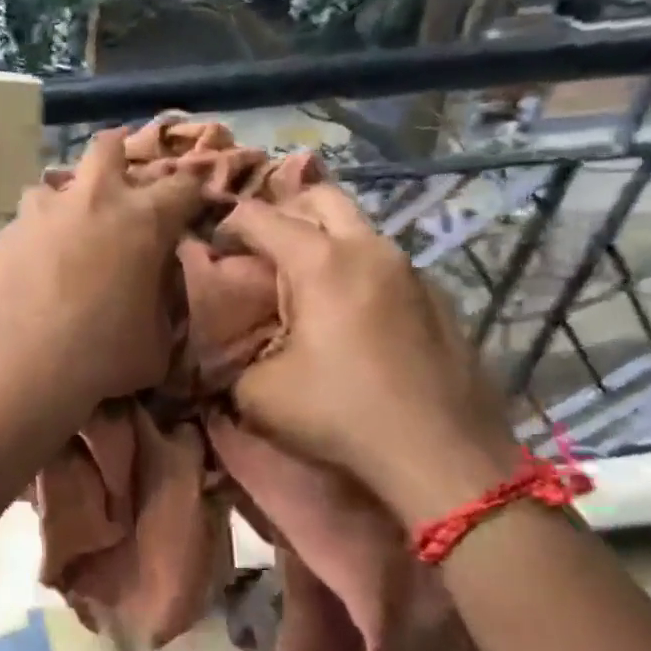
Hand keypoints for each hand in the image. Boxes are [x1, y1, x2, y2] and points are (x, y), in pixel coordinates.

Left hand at [0, 128, 202, 418]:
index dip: (191, 192)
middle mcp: (91, 200)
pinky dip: (33, 237)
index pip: (184, 183)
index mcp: (143, 219)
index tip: (189, 207)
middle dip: (118, 156)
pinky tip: (30, 268)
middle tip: (119, 186)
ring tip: (66, 234)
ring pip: (54, 186)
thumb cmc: (101, 357)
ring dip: (66, 202)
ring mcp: (40, 213)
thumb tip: (153, 293)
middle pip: (108, 147)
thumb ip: (161, 304)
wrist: (21, 369)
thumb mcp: (156, 341)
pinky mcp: (3, 235)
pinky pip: (24, 224)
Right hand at [219, 184, 519, 526]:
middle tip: (260, 248)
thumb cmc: (338, 414)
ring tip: (300, 280)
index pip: (260, 216)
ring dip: (323, 239)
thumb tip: (229, 352)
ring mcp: (411, 270)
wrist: (438, 453)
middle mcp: (369, 250)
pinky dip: (355, 268)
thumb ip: (233, 358)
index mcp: (320, 262)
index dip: (227, 224)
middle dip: (283, 211)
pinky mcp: (437, 297)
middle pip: (320, 197)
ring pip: (359, 227)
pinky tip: (345, 313)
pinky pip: (384, 263)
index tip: (211, 248)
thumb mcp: (257, 393)